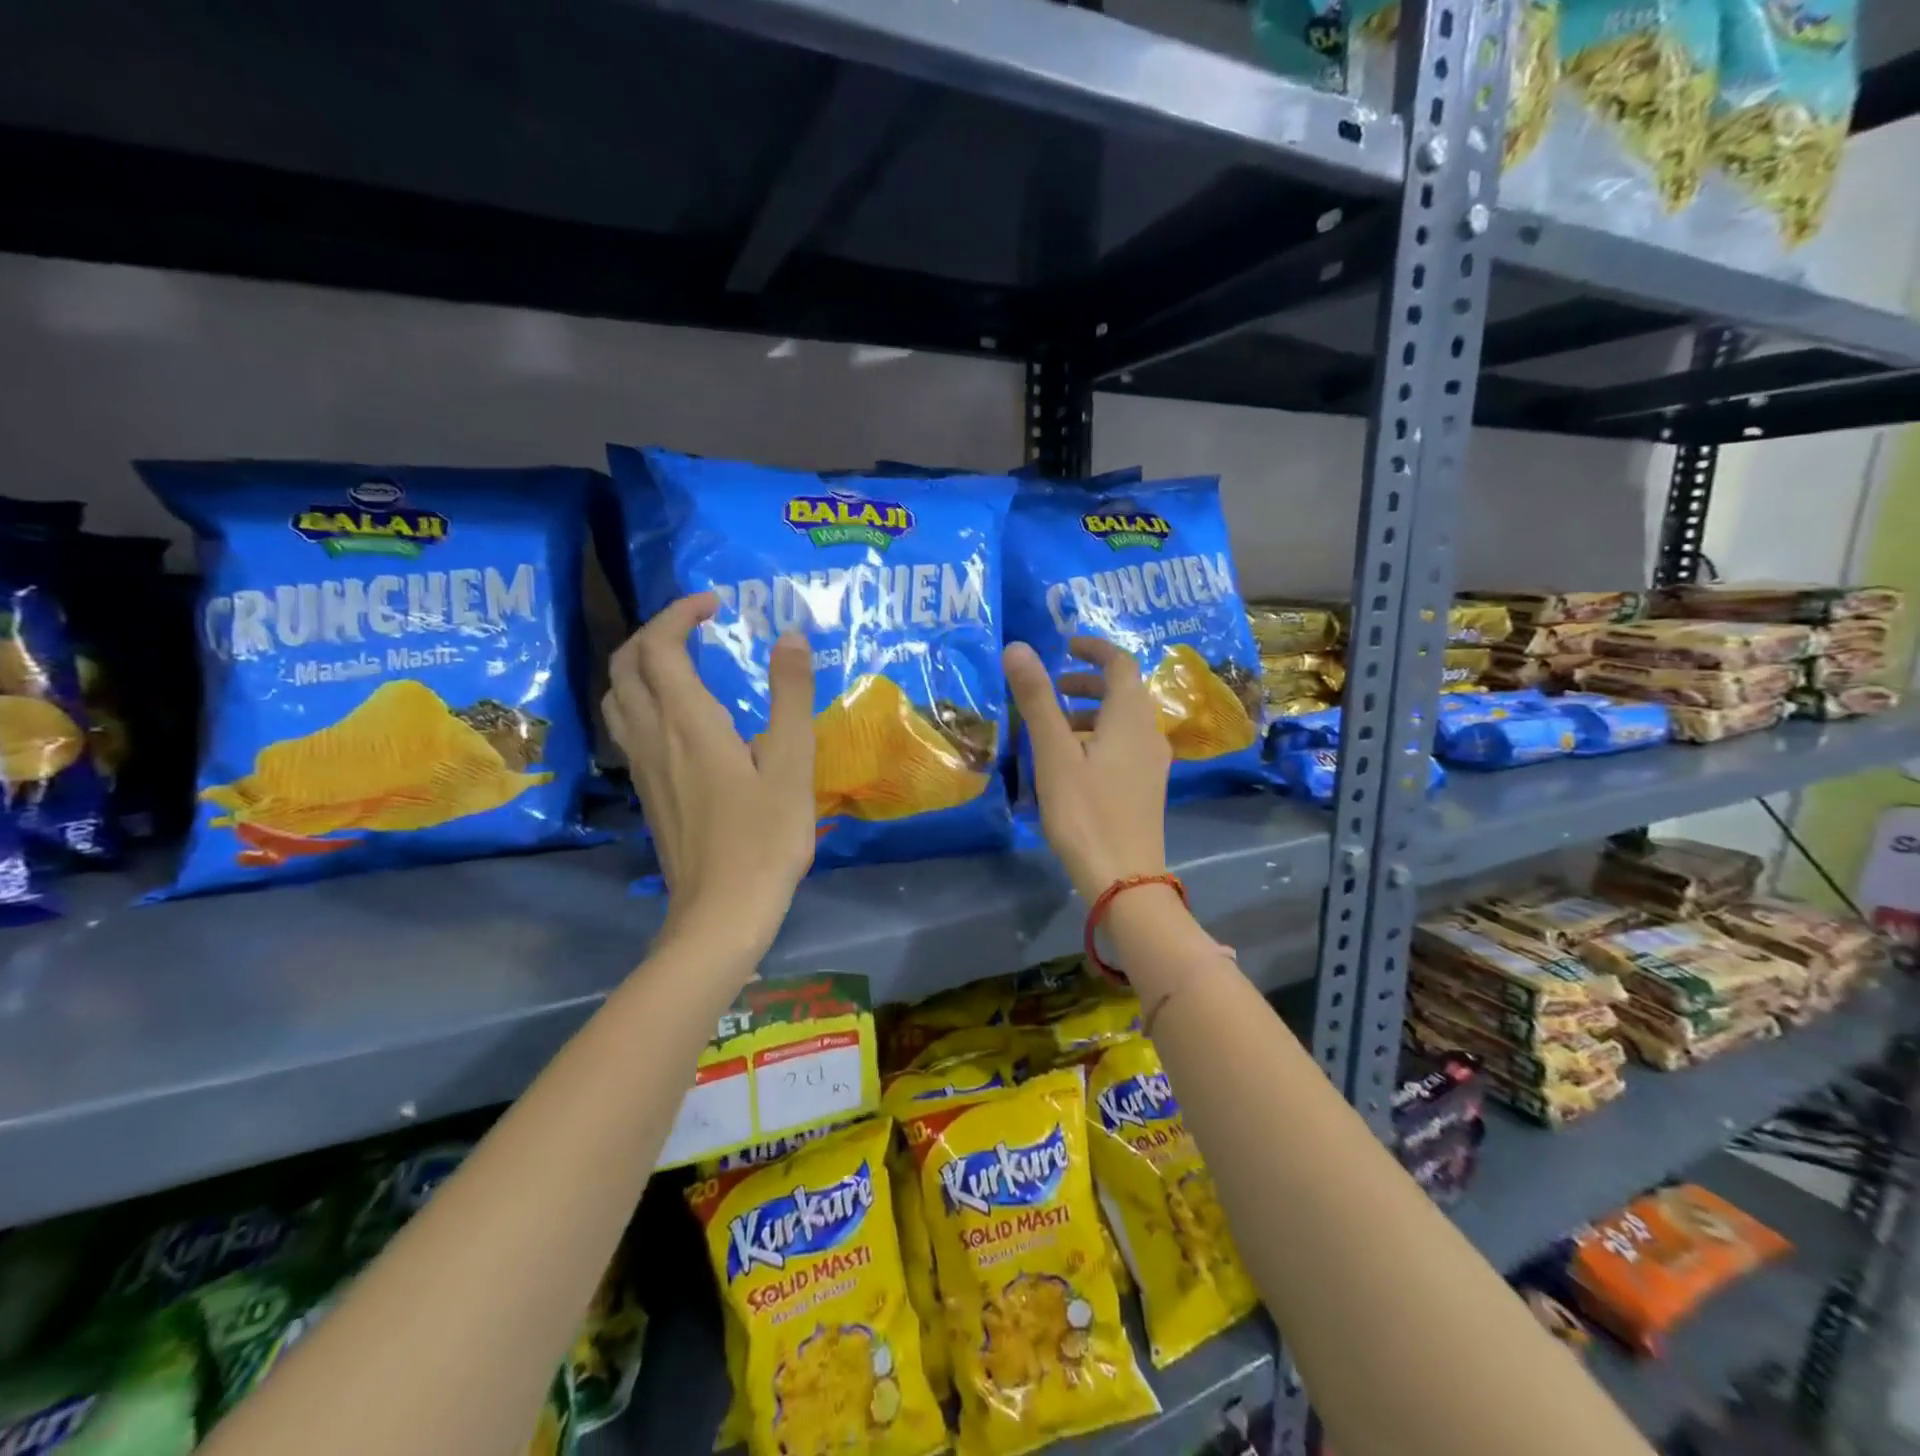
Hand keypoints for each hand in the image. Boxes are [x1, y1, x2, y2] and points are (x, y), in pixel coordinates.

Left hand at [603, 593, 815, 966]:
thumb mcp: (792, 763)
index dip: (679, 613)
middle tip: (697, 626)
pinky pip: (627, 725)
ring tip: (682, 661)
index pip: (660, 646)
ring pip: (617, 696)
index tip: (716, 604)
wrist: (721, 912)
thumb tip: (790, 635)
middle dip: (654, 631)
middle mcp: (652, 736)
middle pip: (626, 664)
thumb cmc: (765, 838)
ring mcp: (642, 766)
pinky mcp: (646, 790)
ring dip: (640, 663)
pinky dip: (642, 697)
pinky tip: (678, 716)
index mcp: (688, 722)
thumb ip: (790, 695)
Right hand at [1003, 637, 1170, 903]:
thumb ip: (1037, 699)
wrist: (1123, 878)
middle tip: (1052, 689)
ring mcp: (1152, 763)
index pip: (1120, 664)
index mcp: (1130, 717)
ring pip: (1123, 721)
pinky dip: (1098, 738)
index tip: (1065, 646)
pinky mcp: (1146, 788)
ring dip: (1090, 713)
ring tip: (1053, 728)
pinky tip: (1071, 764)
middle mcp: (1149, 733)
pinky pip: (1124, 746)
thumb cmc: (1085, 811)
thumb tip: (1018, 647)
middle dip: (1087, 683)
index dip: (1094, 649)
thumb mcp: (1054, 753)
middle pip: (1123, 692)